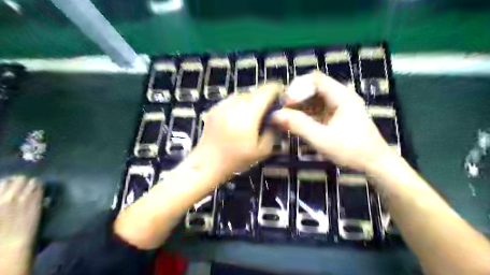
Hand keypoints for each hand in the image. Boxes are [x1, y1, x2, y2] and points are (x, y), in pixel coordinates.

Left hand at [194, 83, 278, 174]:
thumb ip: (273, 130)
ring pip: (243, 94)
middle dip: (265, 99)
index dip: (277, 91)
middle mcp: (235, 104)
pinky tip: (238, 119)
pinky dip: (239, 105)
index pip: (267, 90)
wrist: (208, 162)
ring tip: (252, 117)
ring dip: (252, 101)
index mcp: (249, 113)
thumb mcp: (262, 150)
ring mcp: (223, 104)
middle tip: (268, 113)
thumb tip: (277, 117)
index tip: (281, 100)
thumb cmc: (236, 159)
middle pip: (256, 91)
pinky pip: (232, 100)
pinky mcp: (215, 108)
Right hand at [272, 71, 392, 172]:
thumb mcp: (322, 139)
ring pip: (313, 100)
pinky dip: (304, 115)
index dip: (297, 87)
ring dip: (298, 108)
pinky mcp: (335, 116)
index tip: (285, 103)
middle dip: (295, 98)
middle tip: (281, 112)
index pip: (315, 79)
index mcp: (342, 96)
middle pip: (312, 88)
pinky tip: (295, 125)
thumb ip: (298, 125)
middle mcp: (340, 97)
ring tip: (284, 120)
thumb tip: (275, 115)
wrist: (375, 165)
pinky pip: (316, 110)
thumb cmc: (352, 151)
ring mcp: (338, 107)